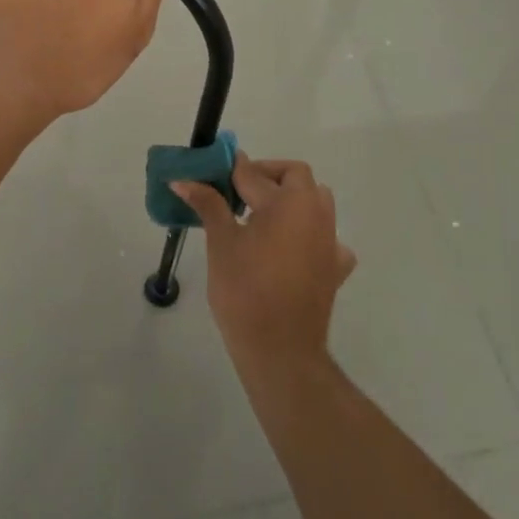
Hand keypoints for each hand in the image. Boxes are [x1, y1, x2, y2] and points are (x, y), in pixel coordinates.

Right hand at [174, 154, 356, 371]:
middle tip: (235, 192)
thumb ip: (208, 205)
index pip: (254, 173)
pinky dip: (309, 235)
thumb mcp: (221, 243)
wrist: (280, 348)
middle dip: (266, 176)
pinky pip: (326, 238)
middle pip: (295, 177)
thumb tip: (183, 180)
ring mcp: (330, 240)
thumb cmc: (244, 290)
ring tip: (259, 217)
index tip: (209, 171)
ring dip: (291, 200)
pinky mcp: (335, 267)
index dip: (229, 170)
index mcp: (288, 202)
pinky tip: (290, 251)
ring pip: (315, 202)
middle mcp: (316, 213)